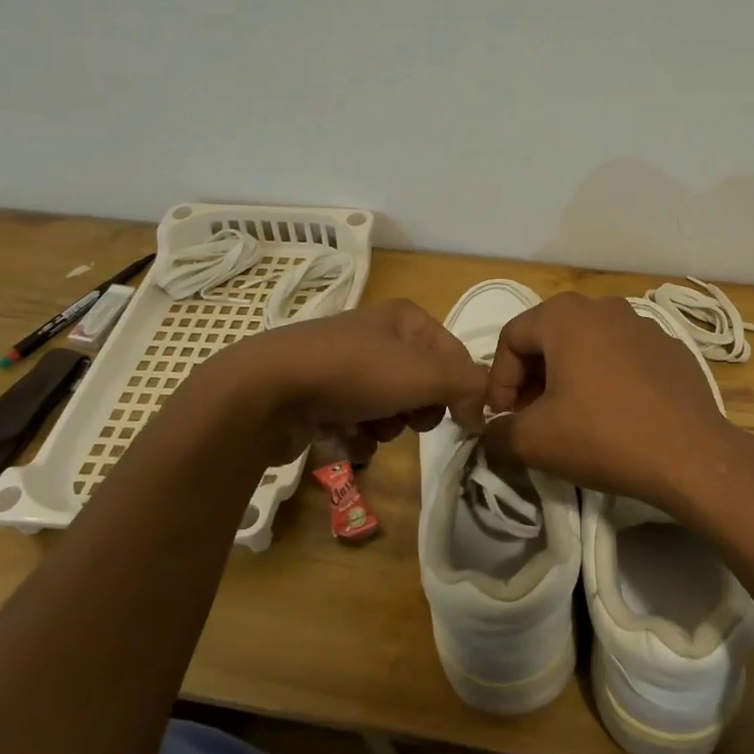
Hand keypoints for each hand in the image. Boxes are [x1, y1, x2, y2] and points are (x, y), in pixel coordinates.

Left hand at [176, 300, 487, 466]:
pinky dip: (357, 433)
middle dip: (420, 408)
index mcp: (405, 318)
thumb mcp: (425, 374)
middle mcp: (377, 334)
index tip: (464, 423)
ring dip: (389, 425)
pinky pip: (358, 419)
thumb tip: (486, 410)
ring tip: (370, 427)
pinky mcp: (320, 393)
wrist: (268, 390)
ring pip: (391, 405)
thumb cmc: (356, 373)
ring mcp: (345, 364)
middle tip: (410, 419)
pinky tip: (343, 435)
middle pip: (423, 382)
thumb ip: (468, 387)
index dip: (464, 389)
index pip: (455, 354)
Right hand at [481, 293, 736, 509]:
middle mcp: (604, 307)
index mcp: (566, 315)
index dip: (498, 380)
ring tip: (571, 418)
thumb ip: (498, 433)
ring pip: (588, 347)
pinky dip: (607, 380)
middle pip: (550, 338)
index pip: (511, 337)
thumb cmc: (603, 435)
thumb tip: (492, 433)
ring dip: (569, 378)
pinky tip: (615, 416)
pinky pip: (623, 358)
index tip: (502, 419)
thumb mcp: (534, 440)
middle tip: (531, 419)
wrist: (691, 454)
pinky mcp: (670, 350)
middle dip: (532, 379)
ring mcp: (643, 325)